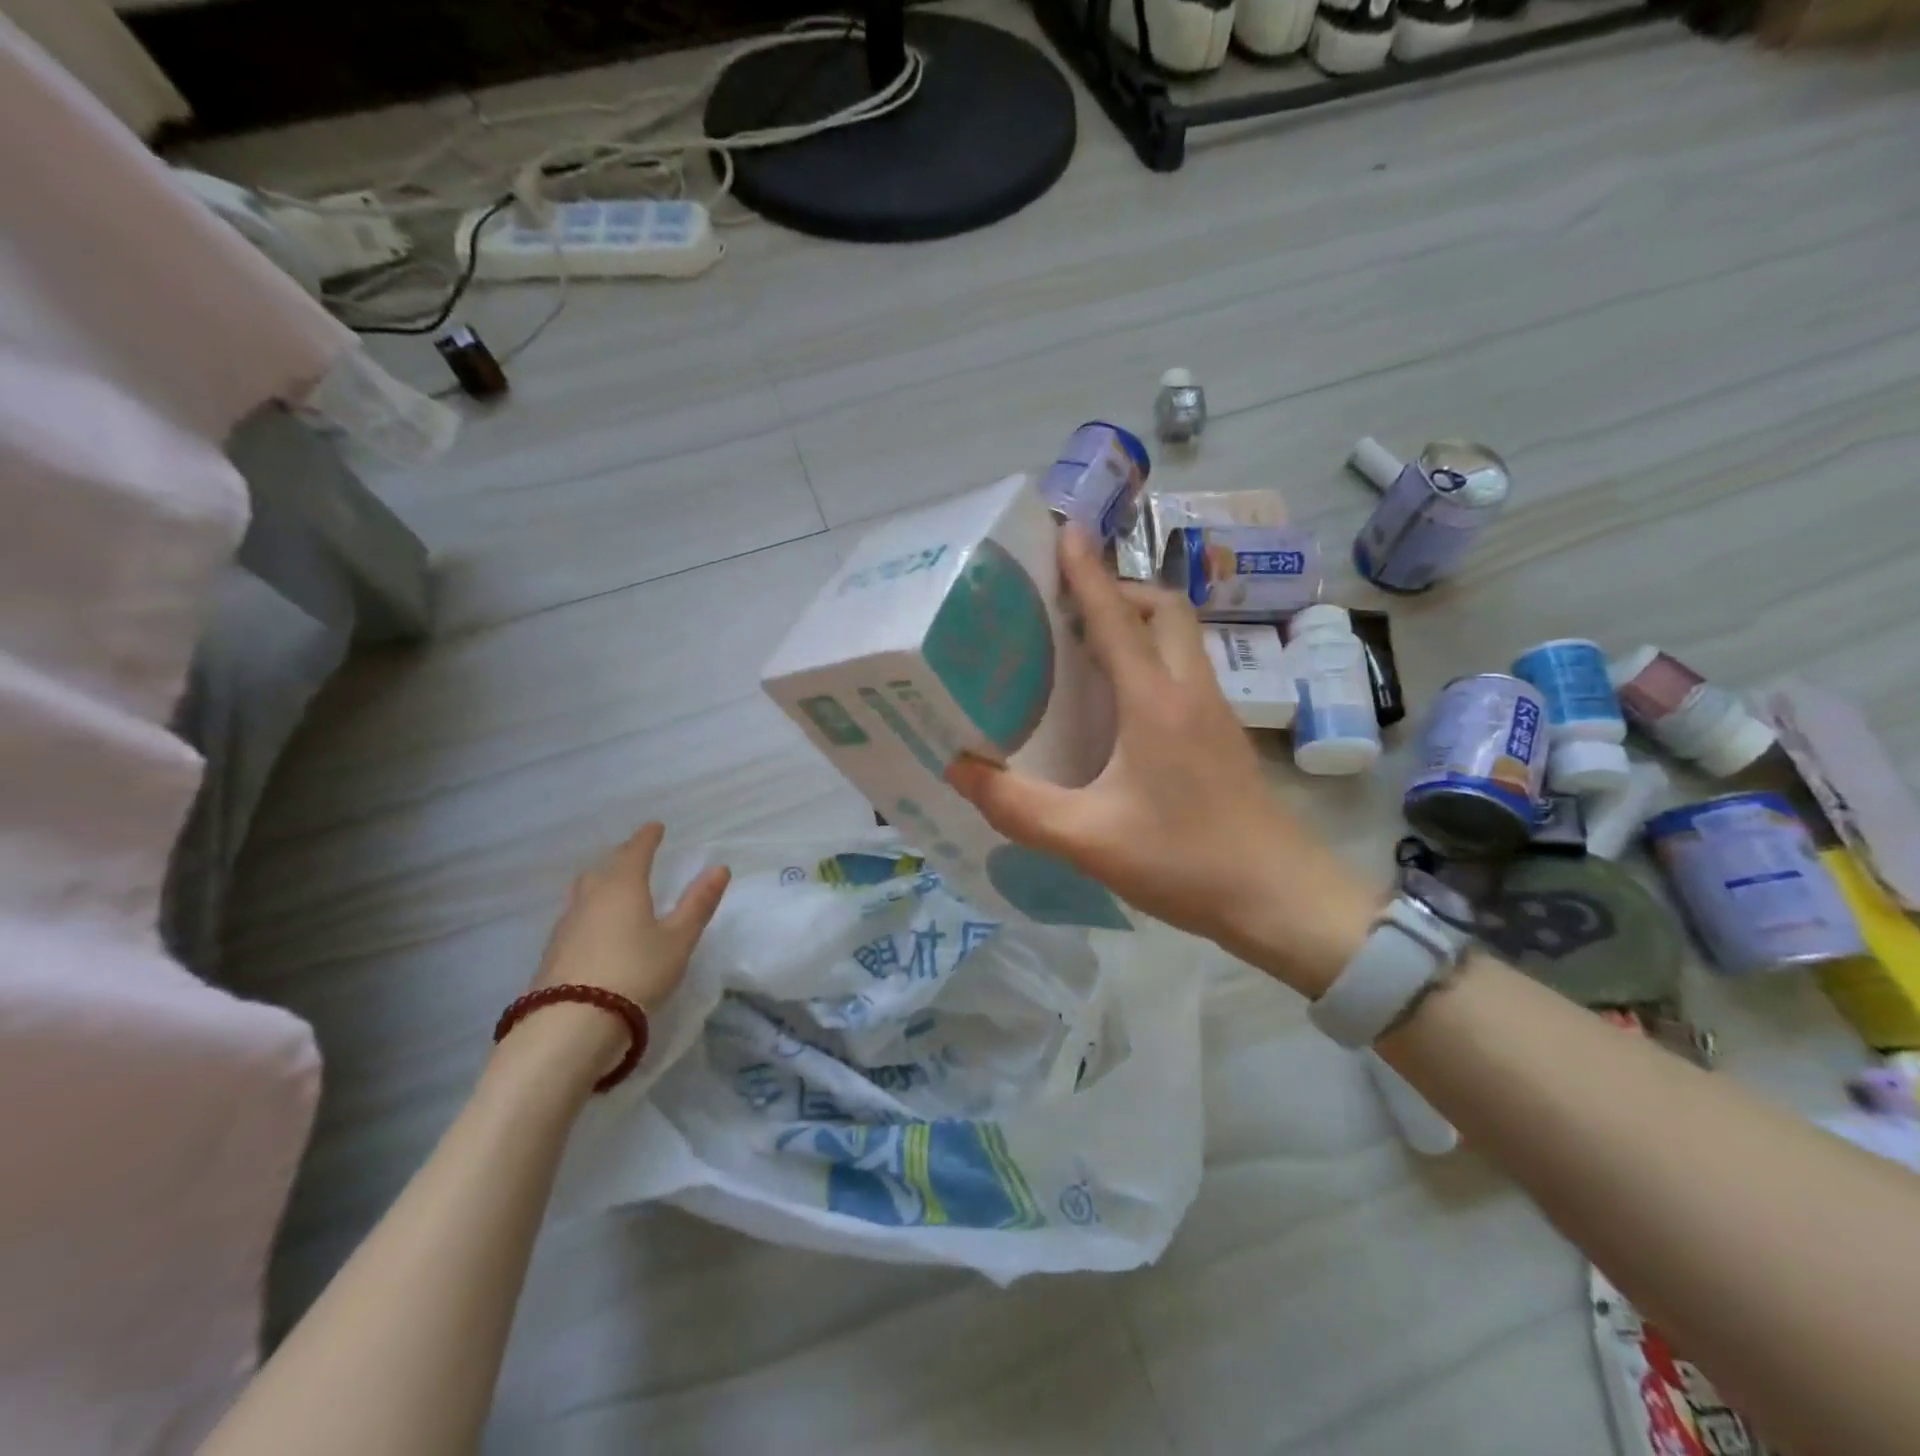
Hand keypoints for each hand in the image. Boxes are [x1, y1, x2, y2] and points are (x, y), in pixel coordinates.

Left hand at [498, 823, 729, 1086]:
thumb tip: (719, 868)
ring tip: (613, 889)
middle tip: (635, 856)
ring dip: (600, 884)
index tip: (655, 827)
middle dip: (621, 858)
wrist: (571, 1026)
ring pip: (583, 892)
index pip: (635, 851)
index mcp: (623, 886)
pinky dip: (588, 912)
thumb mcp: (678, 940)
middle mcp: (589, 898)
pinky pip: (574, 918)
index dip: (647, 838)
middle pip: (604, 868)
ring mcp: (565, 926)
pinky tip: (594, 928)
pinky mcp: (552, 954)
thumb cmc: (636, 973)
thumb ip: (698, 904)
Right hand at [945, 529, 1376, 995]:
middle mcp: (1189, 691)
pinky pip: (1185, 669)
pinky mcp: (1223, 735)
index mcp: (1154, 702)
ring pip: (1180, 637)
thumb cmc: (1184, 861)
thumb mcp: (1086, 839)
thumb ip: (1017, 806)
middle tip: (1069, 606)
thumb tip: (959, 769)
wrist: (1280, 898)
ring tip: (1087, 644)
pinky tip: (1122, 701)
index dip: (1086, 571)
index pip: (1116, 617)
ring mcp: (1215, 711)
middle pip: (1163, 609)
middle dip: (1118, 590)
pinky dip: (1152, 658)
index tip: (1063, 530)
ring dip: (1138, 621)